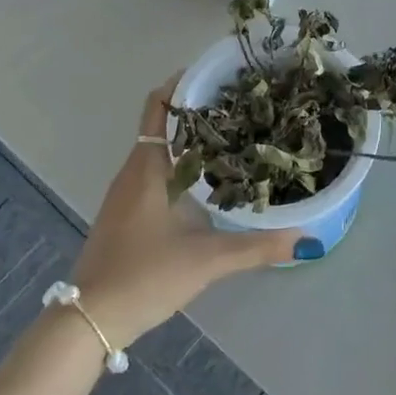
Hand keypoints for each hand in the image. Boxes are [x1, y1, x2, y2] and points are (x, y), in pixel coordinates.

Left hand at [69, 78, 310, 348]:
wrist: (89, 320)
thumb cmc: (144, 276)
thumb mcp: (205, 261)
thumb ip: (256, 247)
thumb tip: (305, 238)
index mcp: (147, 167)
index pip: (159, 106)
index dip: (183, 83)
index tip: (219, 74)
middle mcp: (133, 171)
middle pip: (162, 122)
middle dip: (198, 110)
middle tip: (241, 105)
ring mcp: (125, 193)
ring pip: (159, 148)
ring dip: (189, 138)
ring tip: (233, 135)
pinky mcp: (125, 213)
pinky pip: (154, 171)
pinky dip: (180, 163)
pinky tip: (207, 181)